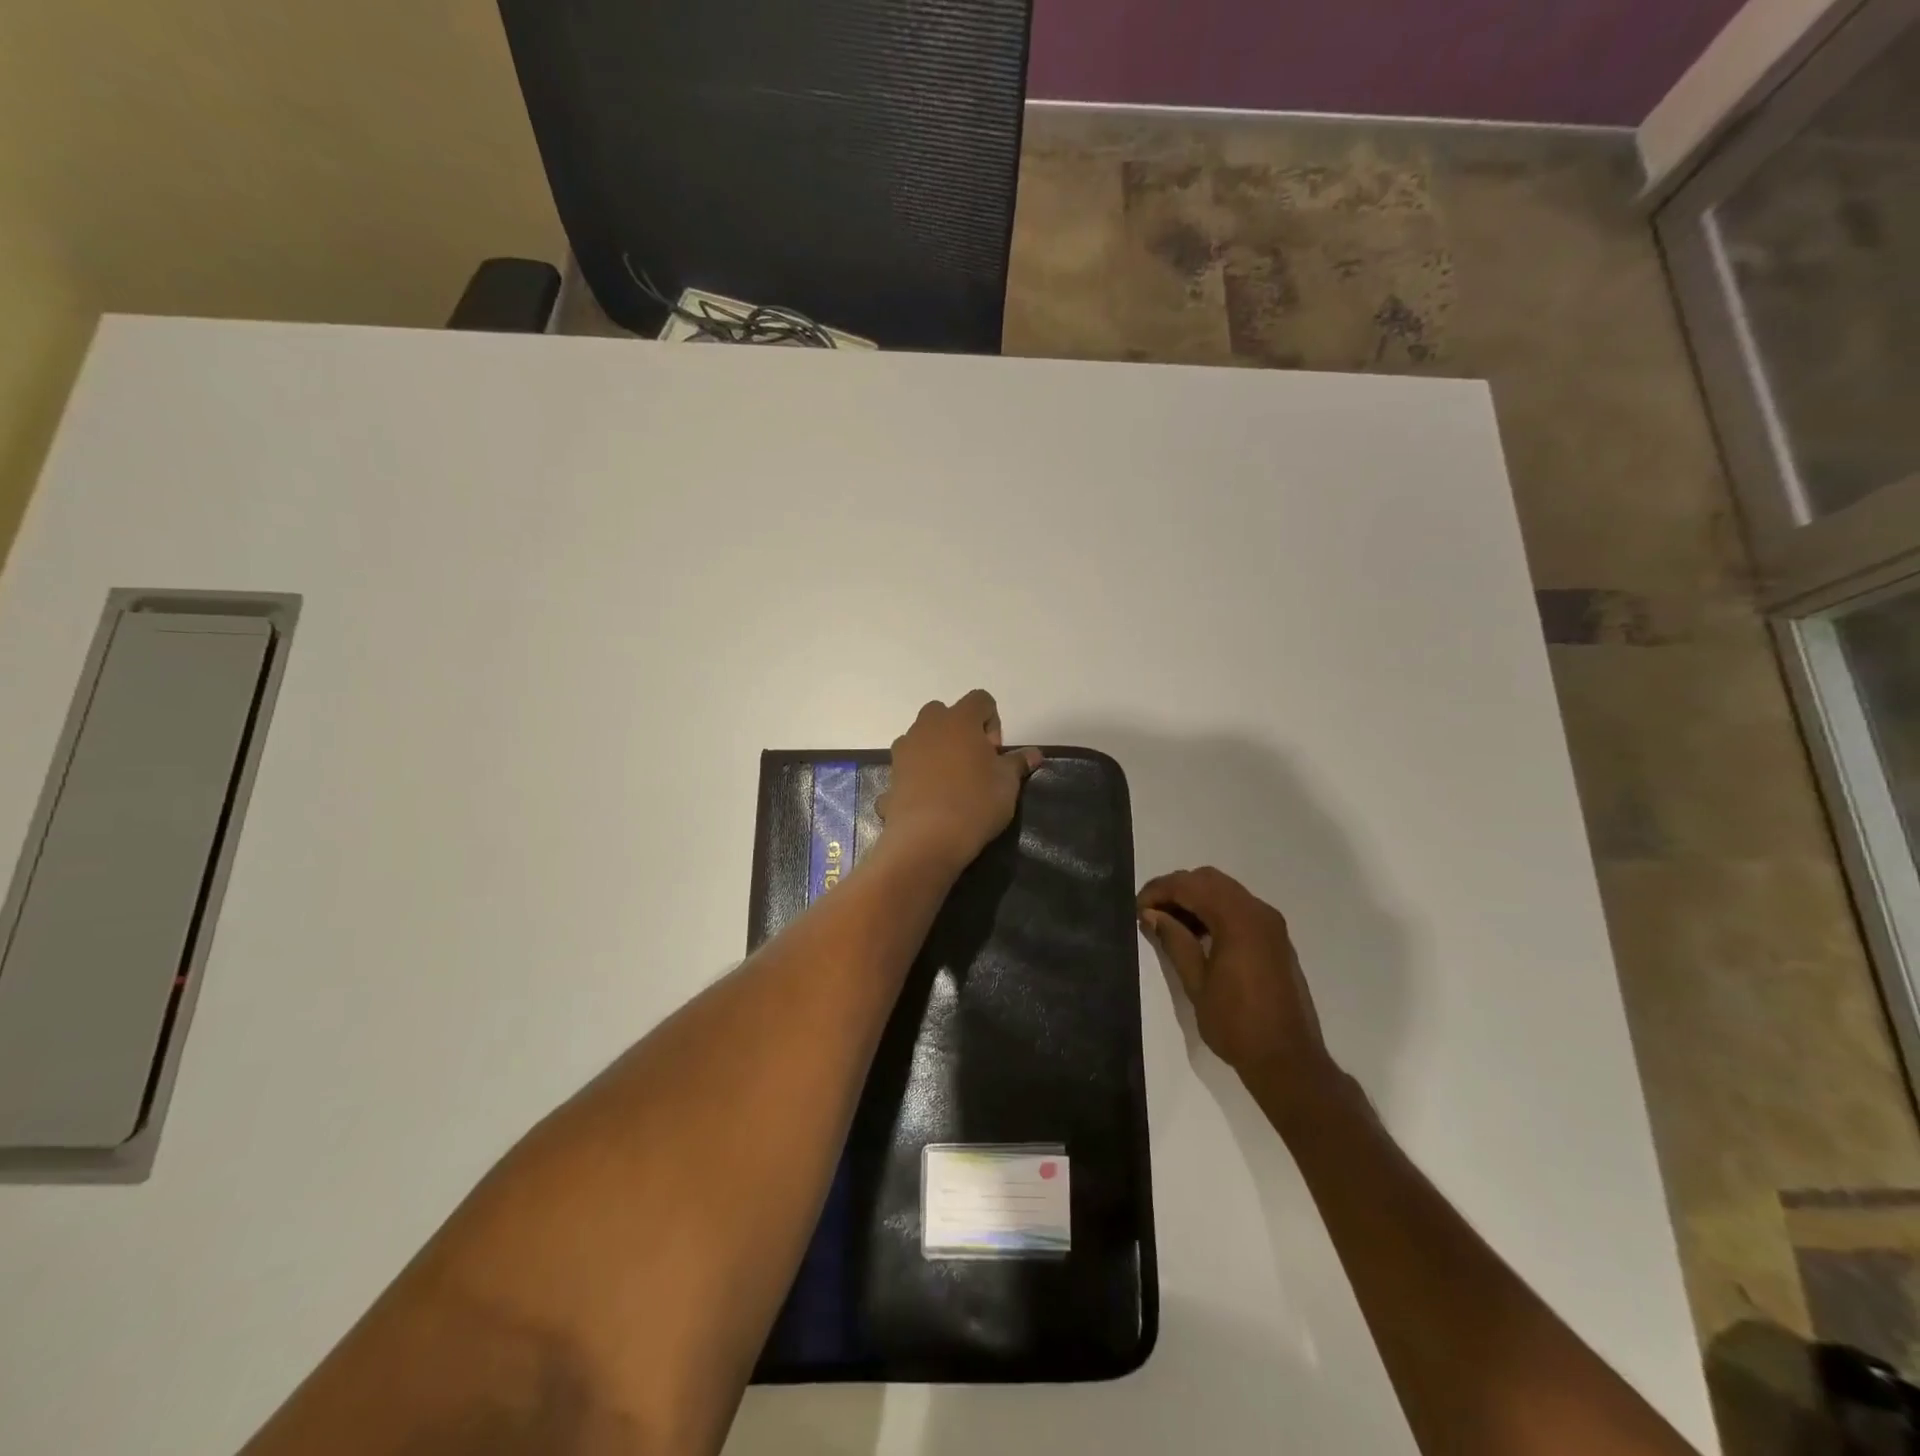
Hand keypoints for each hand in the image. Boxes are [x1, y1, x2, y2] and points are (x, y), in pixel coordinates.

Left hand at [877, 690, 1041, 868]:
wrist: (926, 839)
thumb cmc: (975, 803)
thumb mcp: (1007, 784)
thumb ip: (1018, 763)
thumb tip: (1034, 753)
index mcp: (960, 719)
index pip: (980, 699)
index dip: (992, 723)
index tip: (994, 753)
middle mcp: (928, 726)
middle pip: (946, 713)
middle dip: (960, 732)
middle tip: (973, 764)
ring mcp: (905, 749)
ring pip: (923, 737)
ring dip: (937, 750)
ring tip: (951, 783)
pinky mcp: (891, 774)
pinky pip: (909, 766)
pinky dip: (919, 775)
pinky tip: (931, 801)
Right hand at [1138, 866, 1338, 1103]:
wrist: (1288, 1061)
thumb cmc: (1236, 1024)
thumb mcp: (1196, 983)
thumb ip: (1174, 941)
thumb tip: (1151, 914)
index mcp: (1238, 920)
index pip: (1190, 886)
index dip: (1159, 891)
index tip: (1137, 909)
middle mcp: (1258, 912)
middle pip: (1209, 880)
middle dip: (1177, 889)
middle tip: (1151, 912)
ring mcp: (1271, 925)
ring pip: (1225, 891)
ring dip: (1196, 899)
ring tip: (1169, 924)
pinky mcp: (1276, 939)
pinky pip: (1240, 908)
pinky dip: (1215, 910)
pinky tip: (1197, 935)